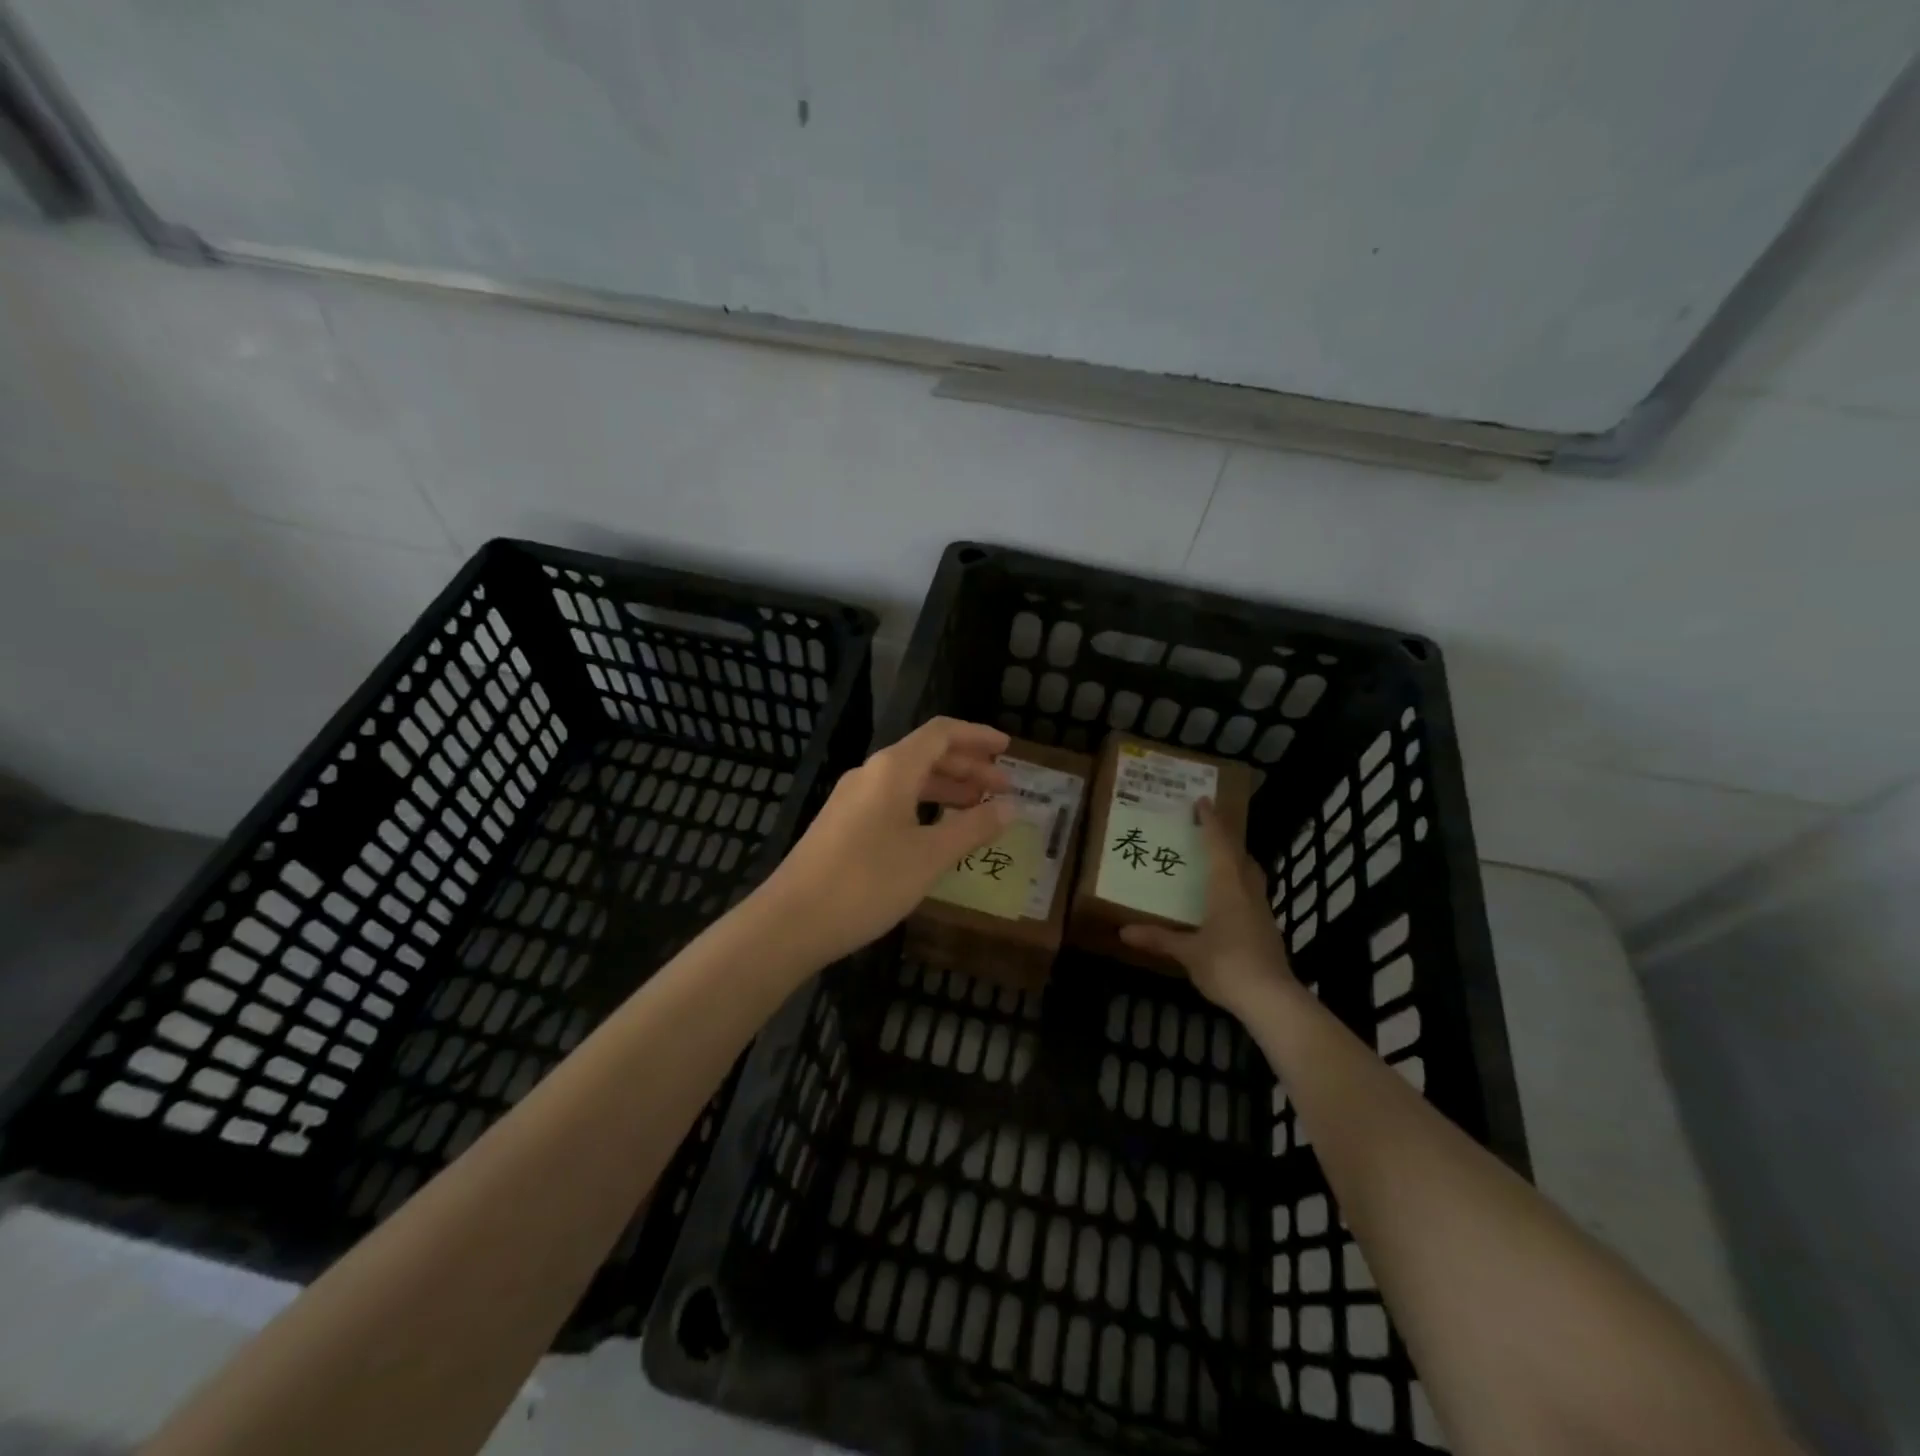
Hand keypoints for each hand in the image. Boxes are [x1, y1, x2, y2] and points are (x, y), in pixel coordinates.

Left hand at [756, 717, 1018, 964]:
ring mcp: (852, 800)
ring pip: (908, 781)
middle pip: (926, 755)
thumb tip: (1011, 807)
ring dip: (946, 789)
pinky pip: (892, 802)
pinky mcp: (842, 825)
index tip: (1008, 749)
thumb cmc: (867, 882)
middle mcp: (870, 774)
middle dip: (968, 768)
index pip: (941, 733)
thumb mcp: (929, 856)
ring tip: (978, 809)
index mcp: (893, 769)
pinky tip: (936, 834)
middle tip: (1003, 788)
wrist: (790, 921)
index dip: (977, 736)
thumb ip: (972, 828)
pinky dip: (922, 808)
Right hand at [1119, 799, 1295, 1015]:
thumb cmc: (1227, 965)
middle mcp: (1248, 892)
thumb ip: (1158, 938)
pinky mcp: (1268, 931)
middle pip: (1241, 857)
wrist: (1271, 999)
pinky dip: (1240, 888)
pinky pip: (1253, 896)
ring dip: (1238, 863)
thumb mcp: (1187, 952)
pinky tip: (1228, 903)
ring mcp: (1263, 912)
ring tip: (1219, 862)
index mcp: (1227, 887)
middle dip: (1228, 840)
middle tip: (1210, 831)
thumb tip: (1123, 931)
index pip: (1220, 845)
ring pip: (1251, 876)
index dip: (1212, 822)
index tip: (1204, 802)